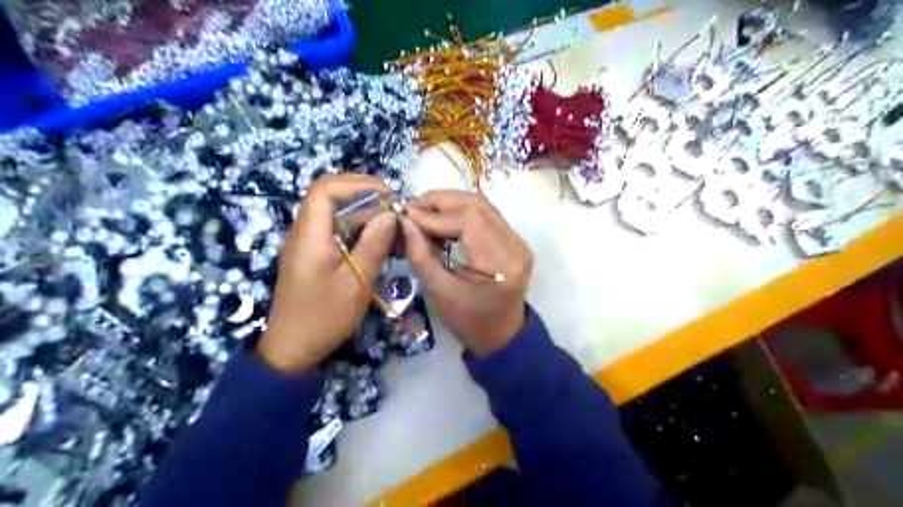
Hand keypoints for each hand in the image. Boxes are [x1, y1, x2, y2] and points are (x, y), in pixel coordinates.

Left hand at [256, 176, 392, 373]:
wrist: (293, 347)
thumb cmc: (325, 317)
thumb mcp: (357, 282)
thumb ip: (374, 244)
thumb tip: (390, 214)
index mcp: (310, 234)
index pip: (326, 188)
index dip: (359, 183)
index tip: (389, 196)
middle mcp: (304, 230)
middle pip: (330, 195)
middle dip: (365, 194)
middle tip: (394, 208)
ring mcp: (307, 241)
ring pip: (335, 211)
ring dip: (364, 212)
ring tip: (392, 225)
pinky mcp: (312, 253)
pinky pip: (335, 229)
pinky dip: (358, 228)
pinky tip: (378, 241)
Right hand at [400, 191, 530, 355]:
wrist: (502, 335)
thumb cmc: (468, 322)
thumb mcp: (439, 293)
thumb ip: (420, 255)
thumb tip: (405, 221)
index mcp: (501, 264)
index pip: (468, 221)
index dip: (434, 214)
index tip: (406, 214)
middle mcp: (515, 246)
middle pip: (477, 205)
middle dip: (440, 201)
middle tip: (412, 207)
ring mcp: (519, 241)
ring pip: (482, 205)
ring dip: (450, 203)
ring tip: (423, 210)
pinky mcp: (515, 240)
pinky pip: (486, 215)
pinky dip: (461, 212)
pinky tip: (441, 218)